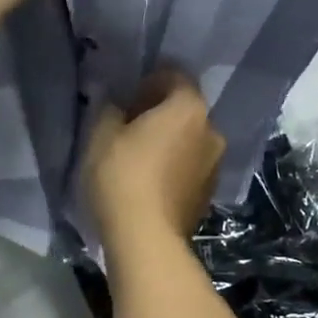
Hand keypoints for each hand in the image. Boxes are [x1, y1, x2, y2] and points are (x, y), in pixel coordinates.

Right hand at [82, 71, 225, 250]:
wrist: (147, 240)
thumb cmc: (122, 175)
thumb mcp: (102, 134)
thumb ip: (110, 108)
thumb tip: (118, 104)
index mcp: (189, 108)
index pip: (175, 77)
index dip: (150, 81)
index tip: (128, 95)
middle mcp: (212, 131)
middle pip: (185, 110)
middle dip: (161, 112)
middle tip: (130, 124)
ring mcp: (215, 165)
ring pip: (189, 140)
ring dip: (169, 141)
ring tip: (138, 156)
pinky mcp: (209, 194)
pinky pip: (189, 167)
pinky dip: (174, 166)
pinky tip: (149, 180)